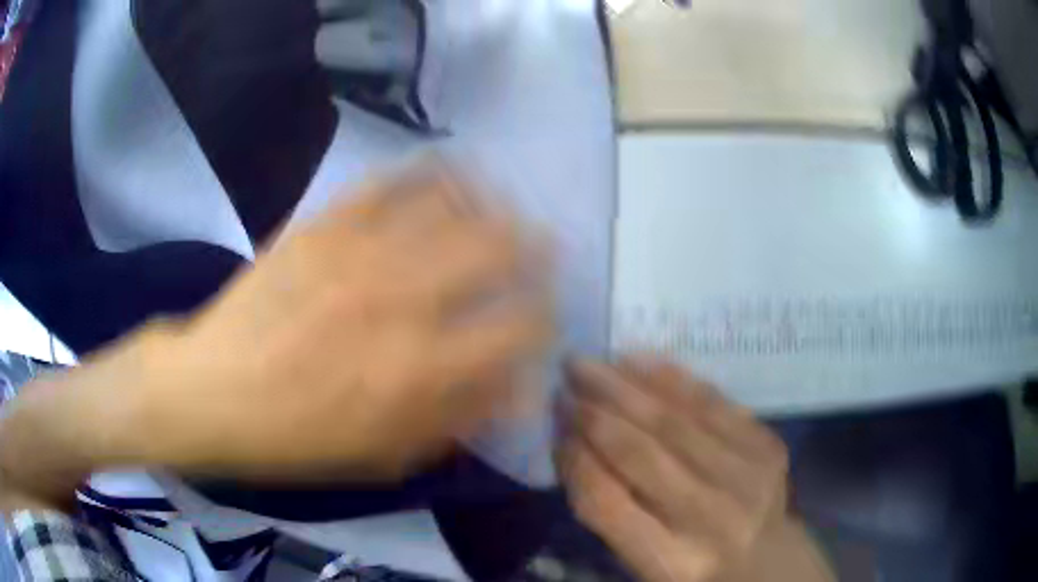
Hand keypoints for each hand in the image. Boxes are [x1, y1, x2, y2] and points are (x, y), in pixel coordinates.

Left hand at [41, 165, 553, 484]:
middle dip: (534, 246)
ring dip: (491, 202)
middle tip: (542, 247)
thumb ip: (457, 418)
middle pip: (498, 248)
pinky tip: (445, 174)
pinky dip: (427, 173)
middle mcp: (399, 300)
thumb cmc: (296, 437)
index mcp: (417, 369)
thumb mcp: (382, 455)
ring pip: (452, 204)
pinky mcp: (322, 224)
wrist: (210, 391)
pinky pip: (389, 182)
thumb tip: (519, 386)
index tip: (546, 314)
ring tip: (503, 205)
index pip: (518, 326)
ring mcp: (358, 250)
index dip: (546, 316)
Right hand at [559, 358, 831, 581]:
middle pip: (641, 454)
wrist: (769, 561)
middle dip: (594, 412)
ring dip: (625, 386)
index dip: (575, 459)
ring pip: (675, 420)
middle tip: (564, 380)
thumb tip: (572, 446)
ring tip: (590, 363)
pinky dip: (671, 379)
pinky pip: (712, 402)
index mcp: (670, 563)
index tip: (555, 427)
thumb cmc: (694, 568)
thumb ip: (609, 514)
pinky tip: (638, 361)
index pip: (607, 503)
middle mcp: (711, 519)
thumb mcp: (643, 564)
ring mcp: (747, 477)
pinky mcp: (767, 446)